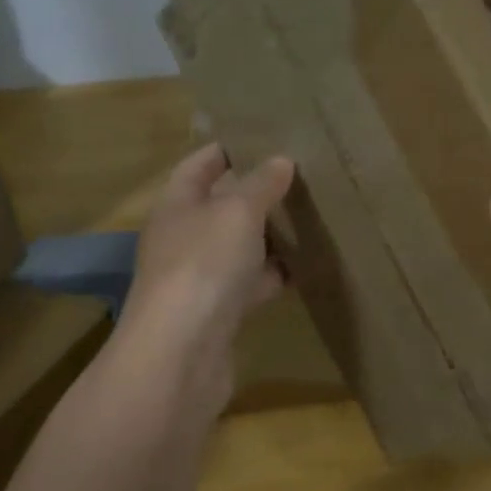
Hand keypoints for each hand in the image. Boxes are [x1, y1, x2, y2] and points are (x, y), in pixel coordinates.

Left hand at [118, 144, 294, 413]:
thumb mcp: (237, 212)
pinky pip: (252, 284)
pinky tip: (308, 267)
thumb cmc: (204, 265)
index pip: (200, 164)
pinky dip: (275, 275)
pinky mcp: (220, 312)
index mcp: (177, 204)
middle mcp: (184, 237)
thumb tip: (281, 161)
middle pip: (222, 206)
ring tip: (312, 216)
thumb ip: (261, 184)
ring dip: (270, 236)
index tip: (266, 136)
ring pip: (240, 247)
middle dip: (258, 193)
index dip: (229, 148)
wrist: (181, 354)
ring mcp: (201, 277)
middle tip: (303, 176)